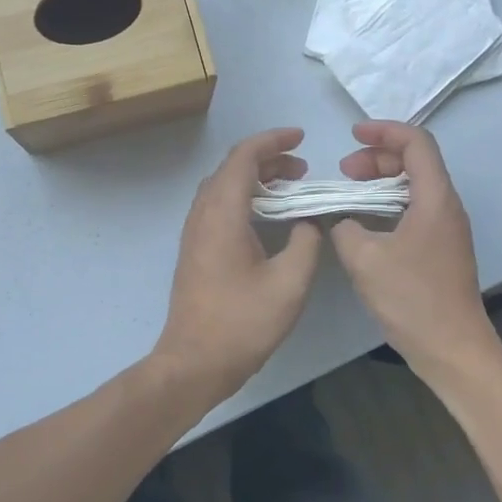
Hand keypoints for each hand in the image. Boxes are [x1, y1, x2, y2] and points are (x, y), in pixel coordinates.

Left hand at [152, 128, 323, 402]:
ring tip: (289, 187)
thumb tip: (308, 223)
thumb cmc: (241, 324)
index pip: (244, 158)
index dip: (272, 141)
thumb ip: (306, 244)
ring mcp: (194, 232)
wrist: (193, 362)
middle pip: (231, 168)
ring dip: (255, 178)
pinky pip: (218, 205)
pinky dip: (244, 196)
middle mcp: (202, 214)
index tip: (301, 139)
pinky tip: (267, 216)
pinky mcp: (195, 248)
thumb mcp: (289, 284)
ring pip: (223, 186)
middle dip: (267, 159)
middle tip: (302, 168)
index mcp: (223, 214)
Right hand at [330, 121, 501, 383]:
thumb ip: (345, 227)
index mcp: (435, 198)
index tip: (353, 136)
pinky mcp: (440, 249)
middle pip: (416, 162)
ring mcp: (446, 229)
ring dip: (381, 182)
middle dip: (378, 158)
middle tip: (345, 171)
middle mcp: (446, 206)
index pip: (417, 143)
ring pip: (414, 187)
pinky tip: (364, 223)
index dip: (384, 131)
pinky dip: (387, 205)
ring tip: (349, 194)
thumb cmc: (412, 299)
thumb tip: (343, 220)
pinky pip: (414, 210)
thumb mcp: (365, 258)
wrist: (452, 349)